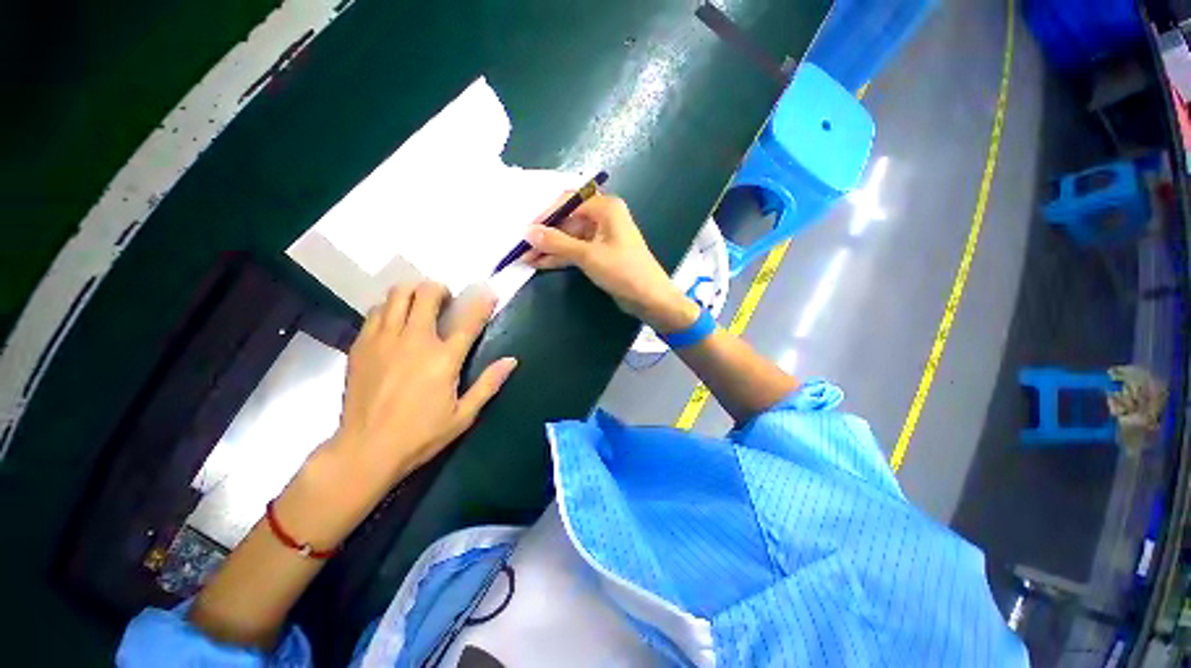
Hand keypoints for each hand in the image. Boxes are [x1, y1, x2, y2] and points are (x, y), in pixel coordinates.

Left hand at [329, 282, 516, 483]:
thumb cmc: (421, 435)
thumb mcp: (464, 415)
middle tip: (445, 301)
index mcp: (444, 358)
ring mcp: (383, 339)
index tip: (489, 292)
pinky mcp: (361, 345)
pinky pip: (376, 311)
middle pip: (426, 293)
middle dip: (439, 289)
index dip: (482, 302)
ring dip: (413, 293)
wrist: (366, 450)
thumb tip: (512, 360)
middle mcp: (414, 340)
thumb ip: (489, 384)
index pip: (468, 319)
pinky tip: (395, 323)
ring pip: (397, 294)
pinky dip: (390, 308)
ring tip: (419, 307)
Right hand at [522, 194, 699, 332]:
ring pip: (570, 239)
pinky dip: (561, 257)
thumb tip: (528, 232)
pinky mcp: (600, 255)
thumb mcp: (588, 255)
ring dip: (550, 248)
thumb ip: (557, 243)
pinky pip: (576, 251)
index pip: (569, 202)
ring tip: (526, 258)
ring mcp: (602, 238)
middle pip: (568, 221)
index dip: (546, 214)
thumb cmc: (623, 271)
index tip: (526, 229)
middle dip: (546, 235)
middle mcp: (603, 218)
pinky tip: (541, 263)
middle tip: (522, 247)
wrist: (649, 298)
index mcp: (606, 208)